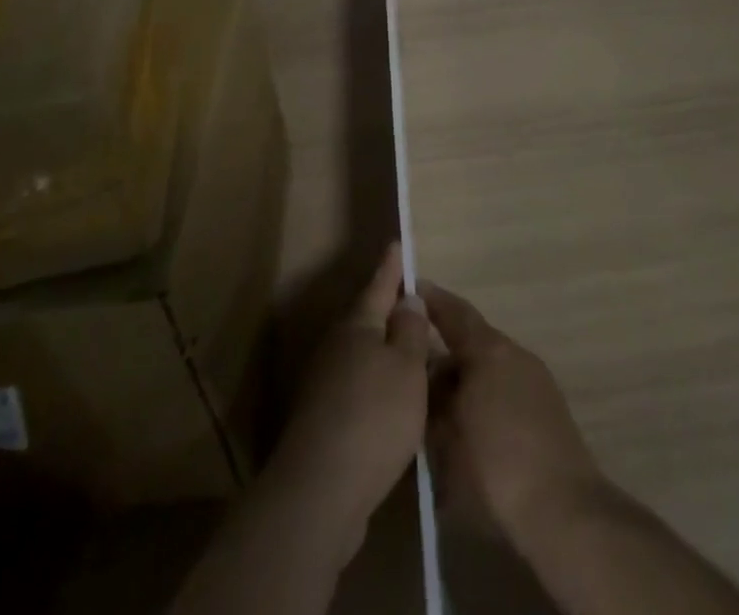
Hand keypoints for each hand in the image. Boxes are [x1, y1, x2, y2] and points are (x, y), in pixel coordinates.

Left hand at [269, 244, 430, 552]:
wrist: (319, 493)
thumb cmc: (373, 417)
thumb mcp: (407, 368)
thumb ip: (411, 331)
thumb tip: (408, 299)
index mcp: (358, 325)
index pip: (380, 284)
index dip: (392, 266)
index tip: (397, 244)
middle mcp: (337, 347)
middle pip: (369, 320)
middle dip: (393, 313)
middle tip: (419, 308)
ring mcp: (326, 385)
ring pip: (365, 356)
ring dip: (388, 354)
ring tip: (417, 358)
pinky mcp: (325, 421)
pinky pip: (360, 388)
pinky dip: (380, 387)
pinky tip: (397, 404)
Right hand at [420, 280, 602, 546]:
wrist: (565, 510)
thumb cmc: (497, 469)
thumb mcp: (448, 439)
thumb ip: (435, 401)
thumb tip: (428, 377)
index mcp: (489, 351)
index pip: (455, 313)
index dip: (432, 300)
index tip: (411, 287)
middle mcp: (514, 353)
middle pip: (472, 341)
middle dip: (444, 353)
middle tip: (415, 371)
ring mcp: (536, 378)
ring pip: (490, 366)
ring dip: (466, 378)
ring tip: (439, 405)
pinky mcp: (548, 406)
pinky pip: (506, 386)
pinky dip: (485, 394)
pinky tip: (471, 424)